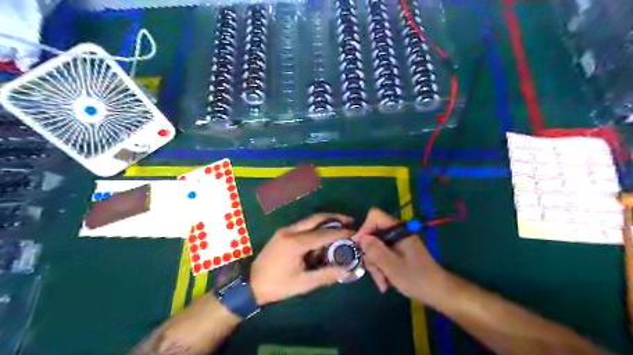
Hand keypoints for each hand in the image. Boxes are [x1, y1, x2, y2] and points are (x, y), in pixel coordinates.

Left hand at [250, 212, 353, 305]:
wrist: (250, 284)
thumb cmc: (277, 285)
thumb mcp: (303, 284)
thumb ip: (326, 275)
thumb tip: (346, 271)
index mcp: (295, 243)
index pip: (323, 234)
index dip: (341, 233)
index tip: (354, 232)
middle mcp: (290, 231)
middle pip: (316, 218)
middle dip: (334, 218)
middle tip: (350, 221)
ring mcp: (285, 230)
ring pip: (309, 220)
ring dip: (325, 222)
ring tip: (340, 227)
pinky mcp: (282, 233)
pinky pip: (303, 226)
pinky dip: (316, 227)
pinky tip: (322, 236)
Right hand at [354, 209, 446, 304]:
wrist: (439, 293)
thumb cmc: (417, 279)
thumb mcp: (392, 266)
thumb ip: (375, 250)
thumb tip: (360, 238)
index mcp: (398, 230)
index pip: (375, 217)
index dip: (364, 229)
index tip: (359, 247)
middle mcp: (397, 234)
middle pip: (373, 235)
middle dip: (370, 255)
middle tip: (374, 272)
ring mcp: (397, 244)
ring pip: (376, 248)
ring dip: (376, 266)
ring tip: (383, 283)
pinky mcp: (398, 253)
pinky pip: (383, 256)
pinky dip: (381, 269)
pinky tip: (385, 283)